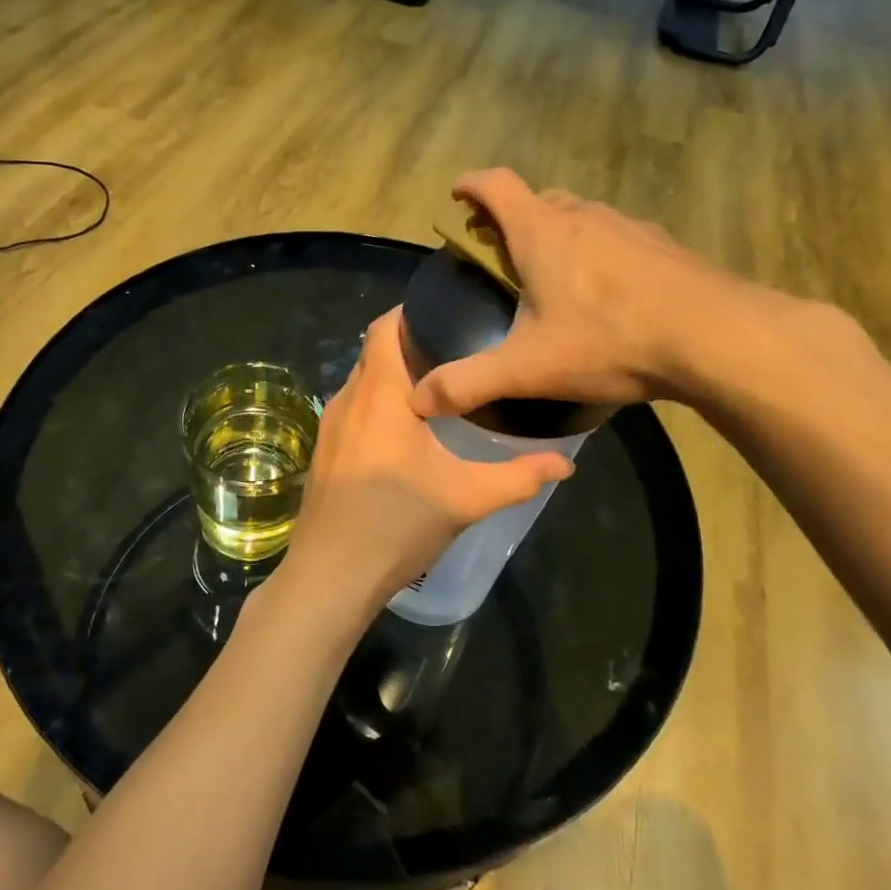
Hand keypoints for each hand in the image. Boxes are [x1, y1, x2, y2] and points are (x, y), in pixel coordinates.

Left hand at [277, 309, 574, 620]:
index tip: (450, 314)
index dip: (412, 312)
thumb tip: (567, 464)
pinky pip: (353, 409)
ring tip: (439, 388)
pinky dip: (378, 405)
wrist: (330, 577)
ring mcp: (328, 426)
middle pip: (374, 352)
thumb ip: (519, 476)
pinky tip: (406, 432)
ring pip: (363, 382)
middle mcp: (347, 398)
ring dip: (394, 378)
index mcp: (379, 393)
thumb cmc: (397, 524)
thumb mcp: (467, 497)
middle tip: (458, 352)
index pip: (385, 327)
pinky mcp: (323, 451)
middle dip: (410, 346)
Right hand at [411, 168, 801, 417]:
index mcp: (542, 231)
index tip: (457, 196)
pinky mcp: (663, 245)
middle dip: (511, 217)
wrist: (716, 337)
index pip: (495, 184)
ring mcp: (628, 227)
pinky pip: (617, 237)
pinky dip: (598, 252)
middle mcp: (583, 216)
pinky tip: (608, 294)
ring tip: (553, 276)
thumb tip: (419, 400)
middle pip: (537, 199)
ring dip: (558, 233)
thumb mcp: (529, 368)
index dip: (470, 185)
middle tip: (499, 252)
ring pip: (580, 216)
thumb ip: (470, 382)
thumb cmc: (609, 340)